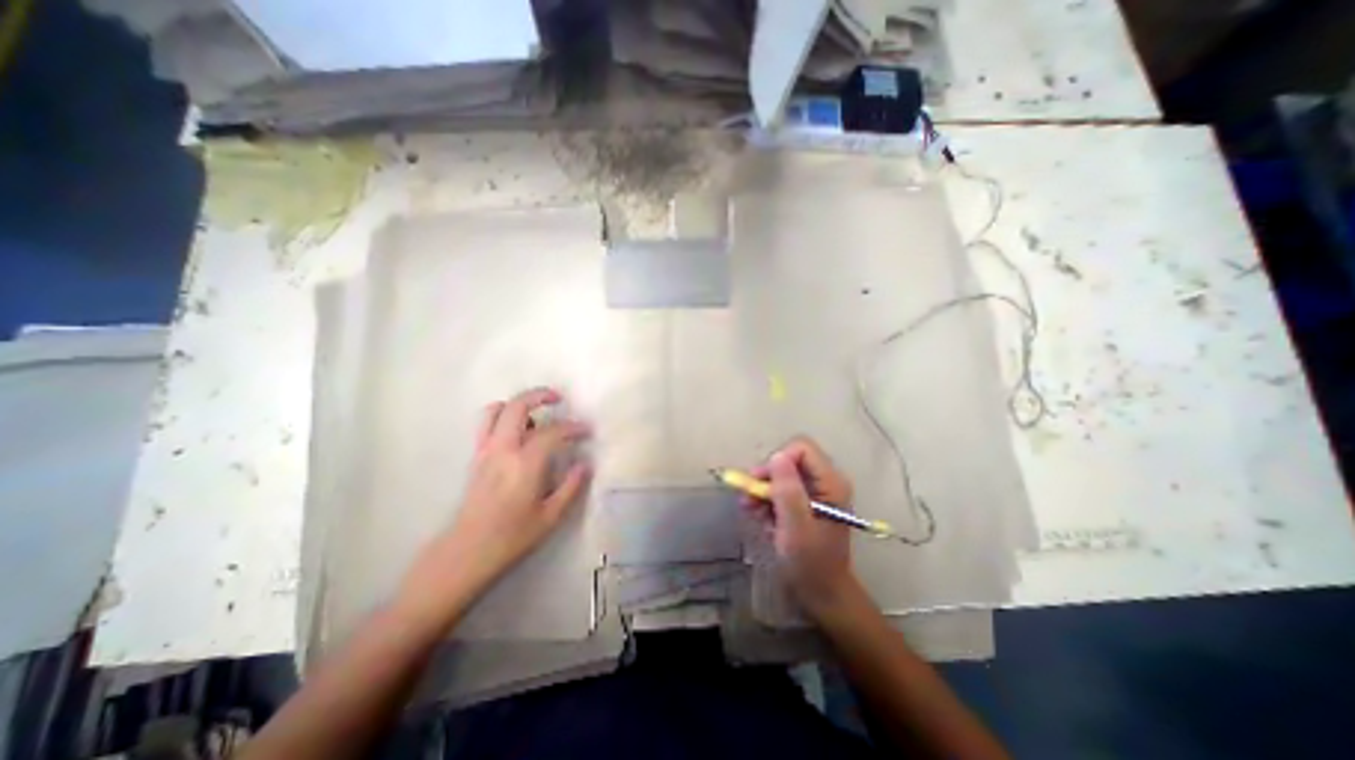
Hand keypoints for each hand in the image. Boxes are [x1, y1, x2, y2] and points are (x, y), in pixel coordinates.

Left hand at [403, 388, 590, 607]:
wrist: (466, 553)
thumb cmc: (512, 538)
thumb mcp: (551, 516)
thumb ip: (571, 487)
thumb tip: (585, 464)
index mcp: (524, 464)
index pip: (553, 432)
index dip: (573, 427)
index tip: (586, 431)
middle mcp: (502, 450)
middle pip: (517, 405)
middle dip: (540, 395)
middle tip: (558, 398)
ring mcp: (485, 451)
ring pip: (496, 410)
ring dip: (518, 404)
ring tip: (536, 417)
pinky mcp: (475, 457)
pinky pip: (486, 424)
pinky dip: (502, 416)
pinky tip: (518, 433)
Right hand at [746, 436, 860, 618]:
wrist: (823, 593)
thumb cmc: (811, 563)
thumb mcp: (796, 527)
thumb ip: (787, 491)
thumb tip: (776, 456)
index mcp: (830, 482)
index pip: (801, 448)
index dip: (778, 460)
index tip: (762, 483)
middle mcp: (825, 481)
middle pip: (789, 460)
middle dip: (767, 478)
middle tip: (750, 499)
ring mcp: (816, 492)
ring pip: (782, 475)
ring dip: (763, 492)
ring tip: (752, 512)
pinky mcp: (806, 503)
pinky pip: (782, 490)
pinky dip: (768, 502)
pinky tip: (762, 519)